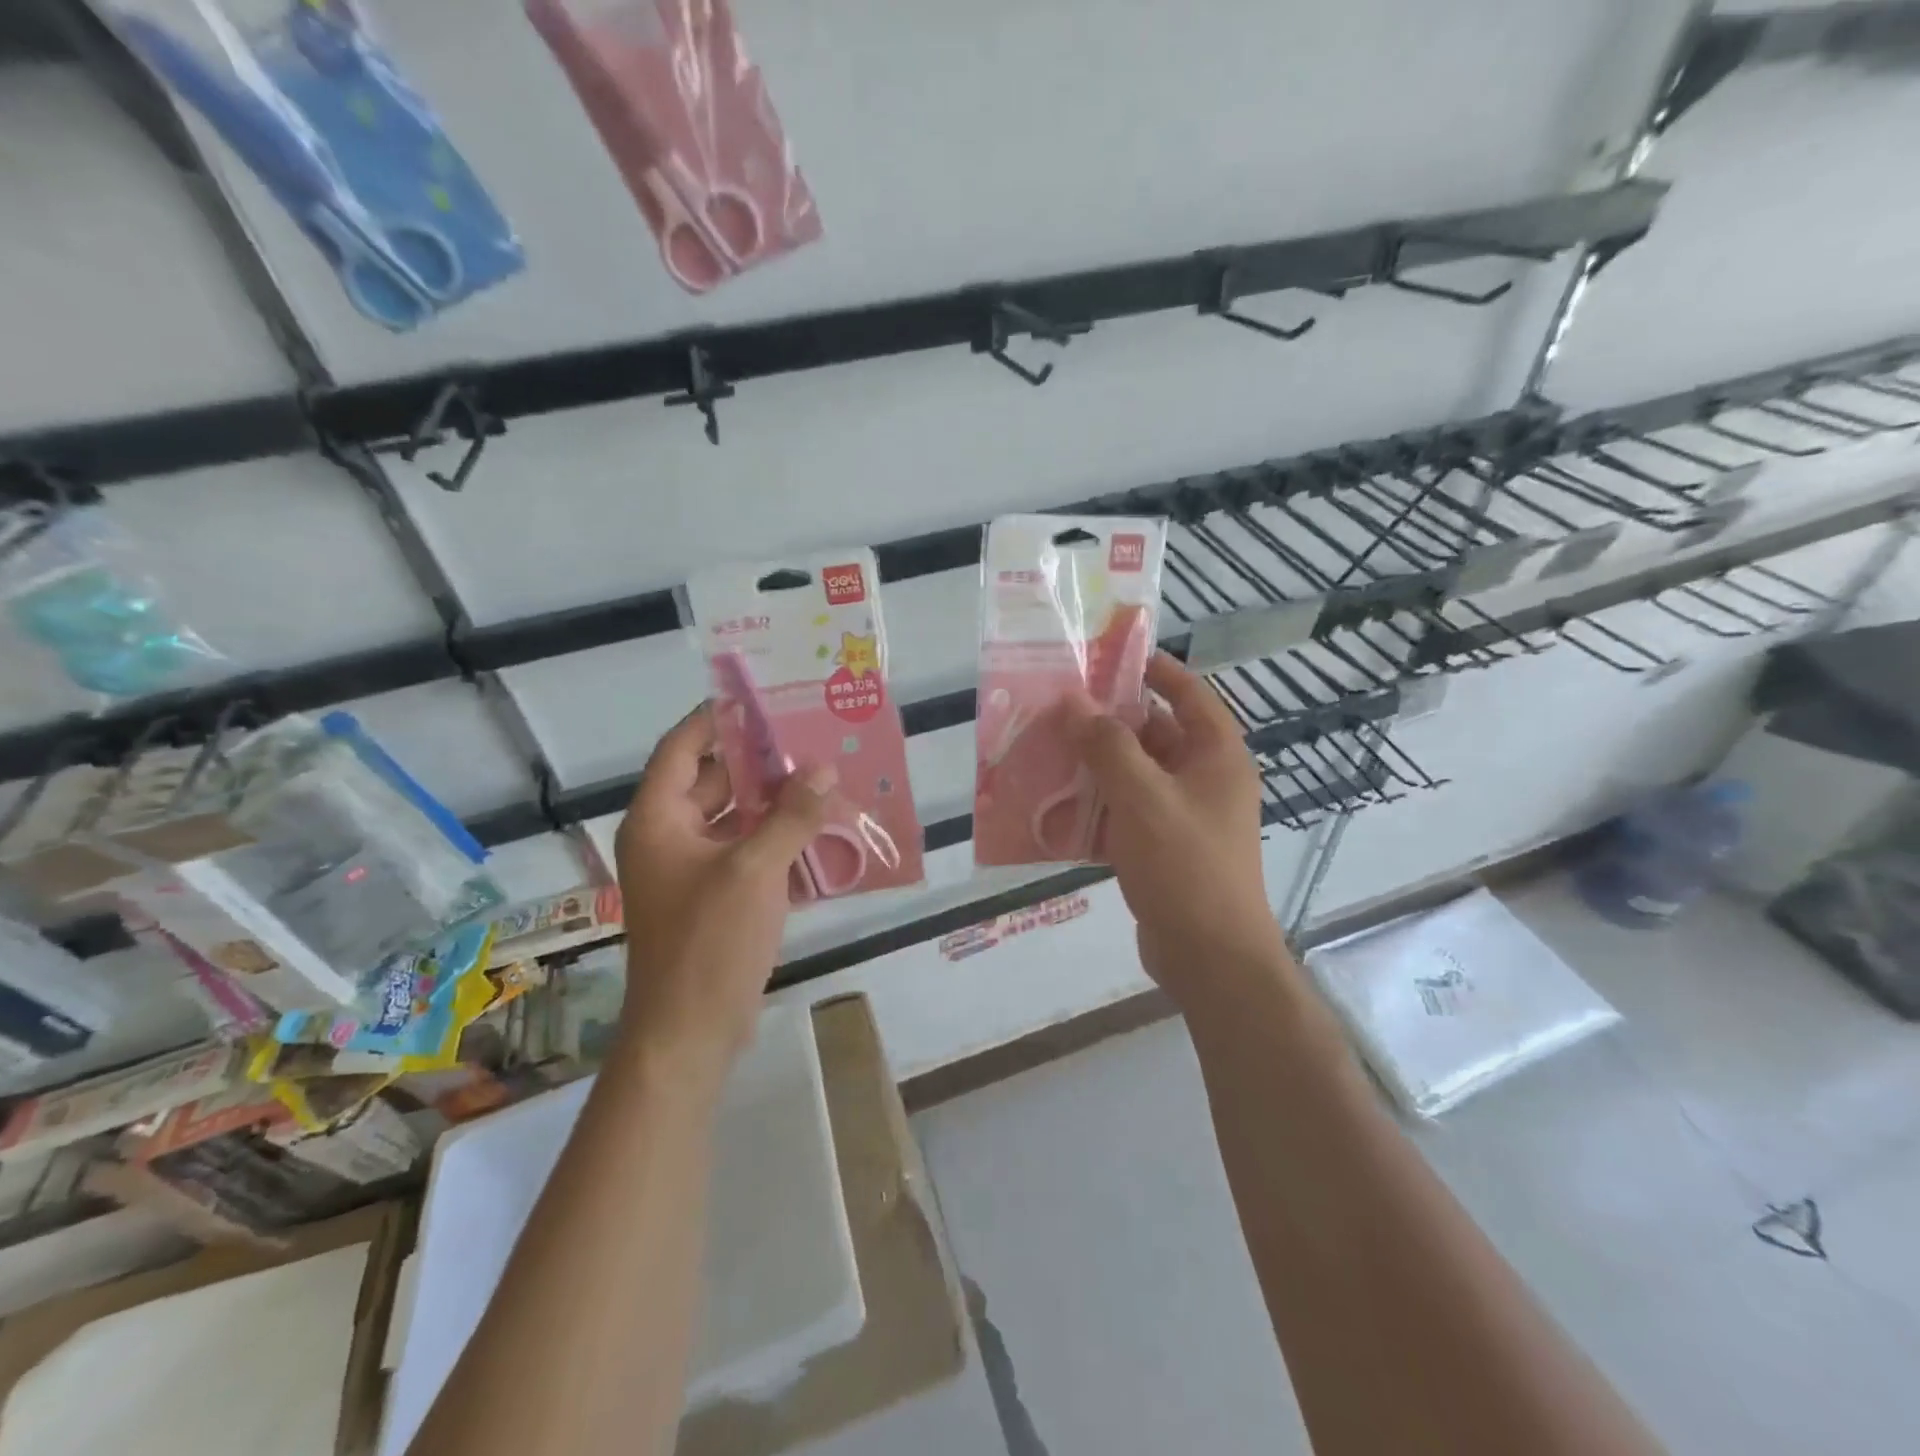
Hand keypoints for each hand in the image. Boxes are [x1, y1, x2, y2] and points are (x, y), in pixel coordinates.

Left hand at [613, 704, 834, 1083]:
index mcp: (658, 819)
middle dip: (760, 762)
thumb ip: (791, 816)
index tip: (762, 701)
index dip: (716, 719)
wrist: (690, 1032)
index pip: (682, 748)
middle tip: (809, 740)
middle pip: (713, 780)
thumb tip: (823, 771)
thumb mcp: (754, 870)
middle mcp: (668, 837)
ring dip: (774, 803)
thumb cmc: (709, 941)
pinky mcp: (714, 897)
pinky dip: (776, 840)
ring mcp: (690, 870)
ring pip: (734, 819)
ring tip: (823, 780)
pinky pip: (746, 852)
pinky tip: (819, 832)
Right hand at [1065, 652, 1290, 1006]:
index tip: (1110, 657)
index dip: (1155, 670)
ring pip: (1136, 776)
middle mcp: (1206, 780)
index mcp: (1217, 756)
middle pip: (1156, 735)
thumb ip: (1107, 745)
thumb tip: (1074, 701)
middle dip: (1109, 721)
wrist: (1210, 957)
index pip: (1189, 694)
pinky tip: (1056, 808)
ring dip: (1096, 766)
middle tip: (1060, 708)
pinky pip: (1127, 815)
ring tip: (1048, 751)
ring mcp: (1185, 818)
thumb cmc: (1185, 865)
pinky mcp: (1165, 851)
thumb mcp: (1142, 796)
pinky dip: (1097, 808)